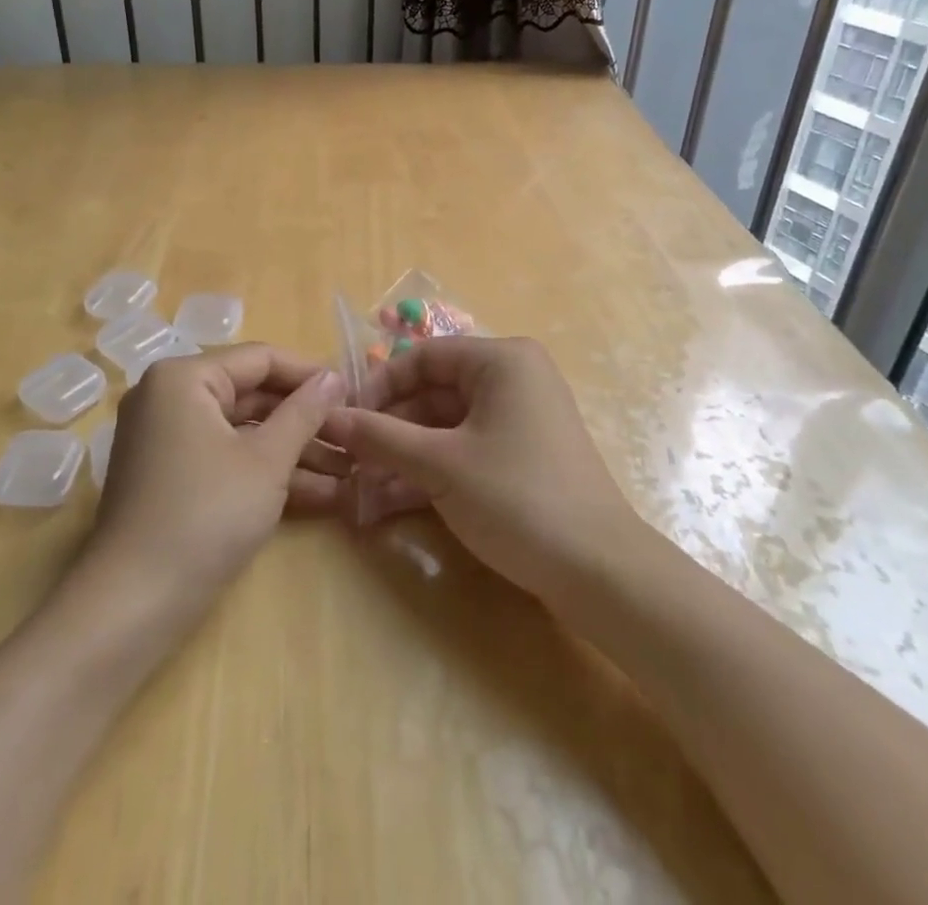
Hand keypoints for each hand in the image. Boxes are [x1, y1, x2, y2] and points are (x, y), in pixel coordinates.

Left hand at [86, 345, 347, 620]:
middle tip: (355, 436)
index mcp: (184, 378)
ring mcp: (168, 439)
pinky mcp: (172, 476)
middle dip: (306, 420)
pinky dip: (266, 472)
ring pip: (244, 431)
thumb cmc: (205, 516)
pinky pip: (227, 457)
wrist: (131, 607)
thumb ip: (304, 412)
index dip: (310, 375)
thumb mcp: (267, 461)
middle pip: (252, 395)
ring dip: (294, 451)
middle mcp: (170, 397)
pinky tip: (321, 494)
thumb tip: (335, 377)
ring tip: (350, 471)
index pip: (260, 358)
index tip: (354, 394)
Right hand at [322, 337, 641, 606]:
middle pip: (433, 391)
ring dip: (404, 453)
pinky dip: (430, 469)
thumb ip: (380, 437)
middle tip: (348, 460)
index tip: (343, 421)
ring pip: (445, 425)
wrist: (599, 572)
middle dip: (389, 427)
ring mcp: (519, 418)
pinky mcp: (521, 455)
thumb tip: (328, 418)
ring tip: (360, 486)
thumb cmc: (517, 498)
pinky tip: (389, 500)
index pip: (422, 357)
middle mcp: (512, 378)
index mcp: (501, 360)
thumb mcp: (440, 465)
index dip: (378, 386)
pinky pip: (465, 449)